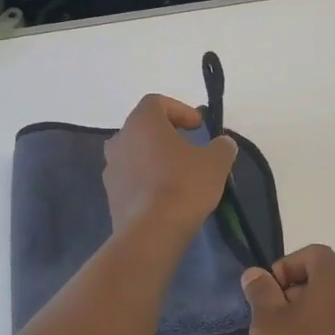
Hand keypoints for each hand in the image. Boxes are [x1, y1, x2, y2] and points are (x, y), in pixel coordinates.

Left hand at [104, 93, 238, 236]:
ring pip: (135, 155)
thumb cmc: (184, 185)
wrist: (152, 231)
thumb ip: (222, 146)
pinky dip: (146, 181)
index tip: (198, 127)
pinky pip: (131, 179)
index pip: (157, 102)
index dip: (180, 110)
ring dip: (155, 160)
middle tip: (189, 150)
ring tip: (178, 176)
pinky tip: (165, 198)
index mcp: (141, 122)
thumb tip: (223, 143)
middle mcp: (119, 140)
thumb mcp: (215, 162)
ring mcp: (110, 168)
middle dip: (166, 136)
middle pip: (143, 129)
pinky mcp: (110, 195)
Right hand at [241, 245, 334, 334]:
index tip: (269, 294)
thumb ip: (260, 291)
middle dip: (296, 291)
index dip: (286, 267)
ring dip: (311, 313)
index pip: (313, 254)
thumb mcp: (267, 321)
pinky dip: (326, 332)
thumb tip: (257, 275)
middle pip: (325, 278)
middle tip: (273, 318)